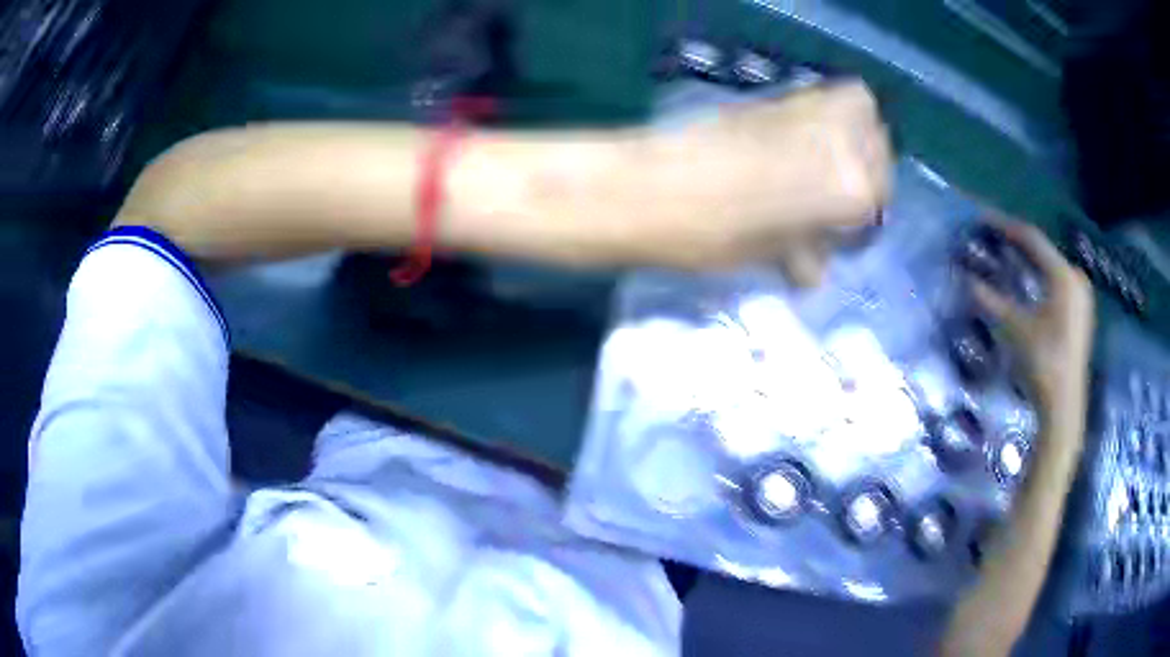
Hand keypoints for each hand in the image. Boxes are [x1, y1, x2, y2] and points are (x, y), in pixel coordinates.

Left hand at [624, 80, 891, 278]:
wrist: (649, 186)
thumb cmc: (711, 236)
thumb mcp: (768, 255)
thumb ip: (804, 253)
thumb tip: (813, 266)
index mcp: (849, 189)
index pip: (878, 198)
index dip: (861, 217)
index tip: (840, 229)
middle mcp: (842, 142)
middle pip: (878, 151)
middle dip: (867, 172)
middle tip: (838, 193)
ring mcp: (810, 110)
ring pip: (861, 112)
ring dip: (854, 135)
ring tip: (828, 159)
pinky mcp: (777, 95)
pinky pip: (825, 96)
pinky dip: (828, 111)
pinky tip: (803, 136)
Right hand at [970, 218, 1094, 450]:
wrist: (1063, 407)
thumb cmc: (1042, 363)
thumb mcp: (1014, 329)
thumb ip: (991, 300)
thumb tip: (967, 280)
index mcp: (1063, 275)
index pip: (1031, 238)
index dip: (1005, 226)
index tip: (982, 219)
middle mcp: (1075, 277)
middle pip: (1043, 250)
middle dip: (1017, 243)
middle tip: (993, 239)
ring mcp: (1081, 295)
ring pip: (1051, 265)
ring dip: (1029, 260)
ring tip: (1007, 256)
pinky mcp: (1081, 311)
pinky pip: (1058, 281)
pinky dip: (1040, 276)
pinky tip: (1028, 281)